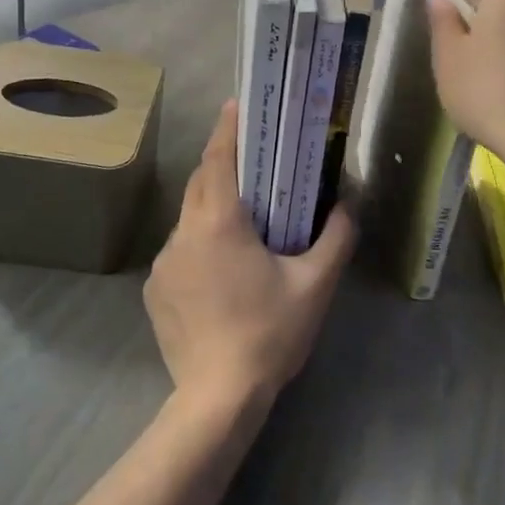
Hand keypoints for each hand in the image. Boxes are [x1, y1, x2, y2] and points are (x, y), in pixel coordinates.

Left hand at [144, 101, 356, 412]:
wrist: (216, 399)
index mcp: (219, 223)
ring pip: (188, 218)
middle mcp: (183, 233)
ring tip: (242, 220)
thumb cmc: (269, 334)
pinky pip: (180, 250)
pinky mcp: (155, 290)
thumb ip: (336, 239)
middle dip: (221, 164)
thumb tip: (349, 206)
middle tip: (251, 158)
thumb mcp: (314, 286)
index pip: (218, 159)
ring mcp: (164, 263)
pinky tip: (221, 271)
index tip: (236, 105)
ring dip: (212, 207)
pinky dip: (199, 244)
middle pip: (200, 183)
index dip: (227, 129)